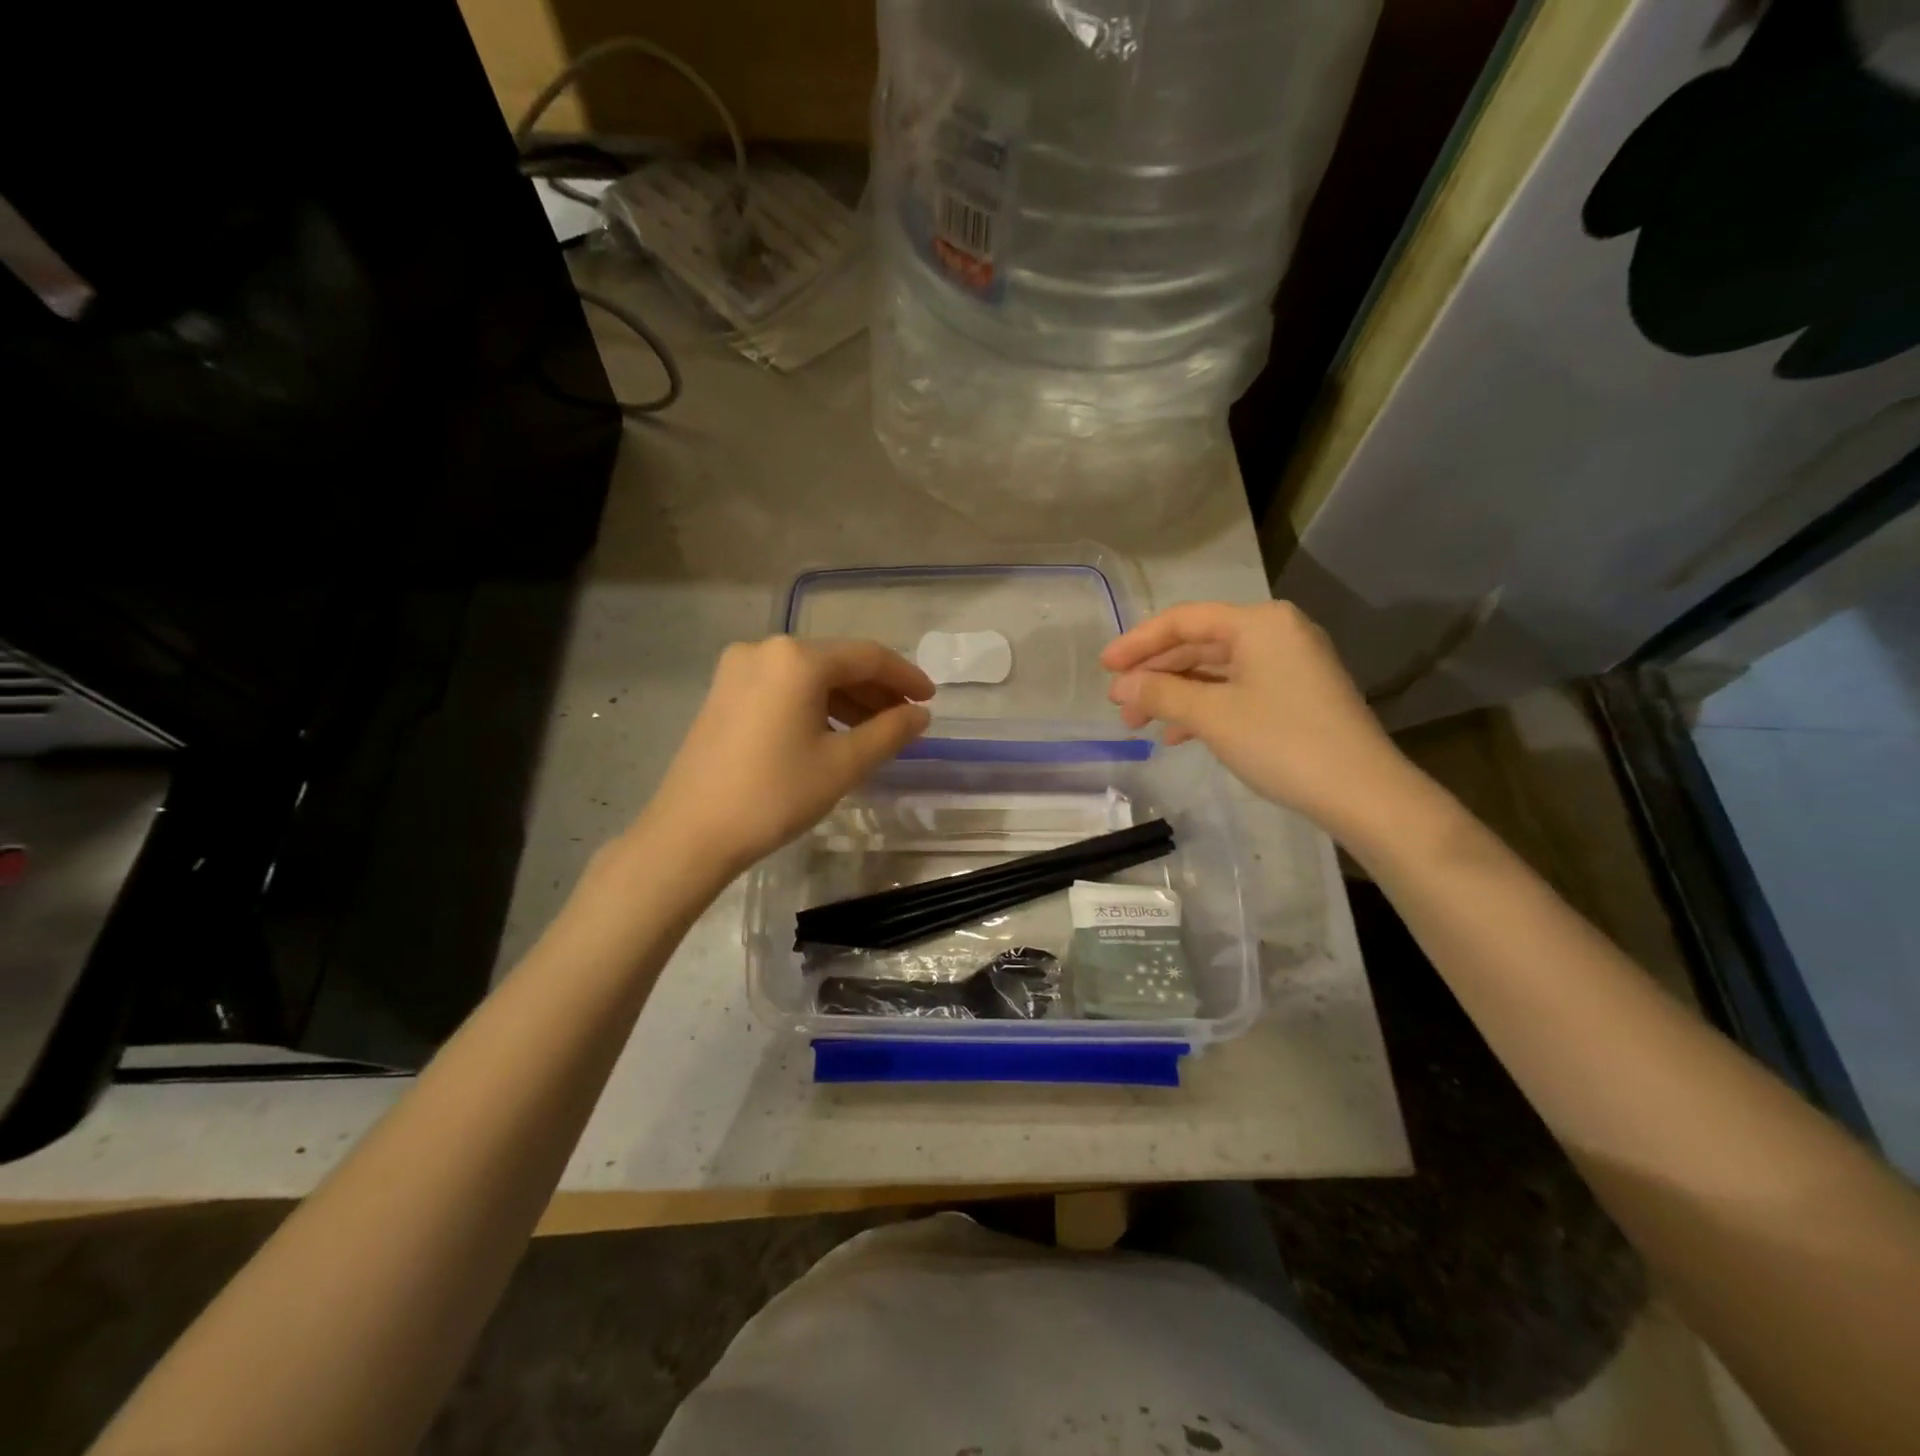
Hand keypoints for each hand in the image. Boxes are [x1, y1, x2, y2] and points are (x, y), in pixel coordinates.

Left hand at [638, 636, 933, 878]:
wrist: (691, 833)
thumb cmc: (774, 795)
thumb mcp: (843, 764)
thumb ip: (889, 732)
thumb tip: (920, 714)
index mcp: (796, 659)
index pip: (867, 656)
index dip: (905, 676)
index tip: (930, 699)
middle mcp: (765, 650)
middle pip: (836, 662)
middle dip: (876, 690)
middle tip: (906, 720)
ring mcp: (738, 669)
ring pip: (809, 676)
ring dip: (846, 699)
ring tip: (875, 732)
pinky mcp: (723, 693)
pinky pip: (783, 688)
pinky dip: (814, 705)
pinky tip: (832, 733)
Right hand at [1102, 601, 1429, 843]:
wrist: (1362, 792)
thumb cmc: (1282, 742)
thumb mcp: (1212, 715)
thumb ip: (1161, 693)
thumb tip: (1120, 685)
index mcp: (1259, 623)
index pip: (1184, 620)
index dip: (1138, 643)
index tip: (1103, 667)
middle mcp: (1276, 633)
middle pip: (1199, 644)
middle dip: (1155, 674)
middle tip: (1119, 704)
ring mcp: (1289, 664)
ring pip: (1216, 670)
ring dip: (1175, 694)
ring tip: (1140, 723)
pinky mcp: (1296, 694)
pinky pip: (1237, 689)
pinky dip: (1204, 706)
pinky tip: (1179, 734)